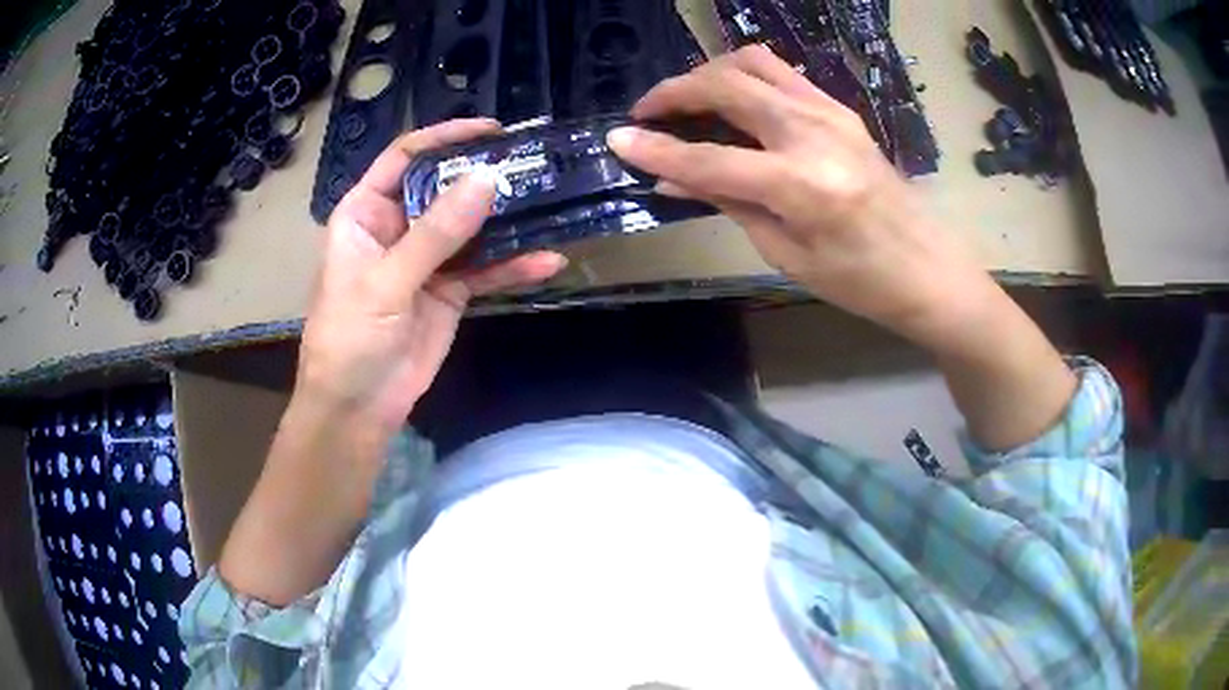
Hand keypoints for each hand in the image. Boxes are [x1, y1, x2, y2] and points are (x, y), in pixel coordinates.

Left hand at [298, 119, 566, 432]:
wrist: (358, 408)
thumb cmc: (349, 339)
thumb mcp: (385, 283)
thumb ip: (435, 234)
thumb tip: (486, 181)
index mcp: (366, 213)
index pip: (405, 159)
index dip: (444, 138)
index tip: (491, 131)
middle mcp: (397, 227)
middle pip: (444, 187)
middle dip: (485, 176)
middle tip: (534, 163)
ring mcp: (427, 259)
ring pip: (471, 227)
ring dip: (507, 218)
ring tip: (550, 201)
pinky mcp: (450, 291)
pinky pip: (485, 270)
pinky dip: (514, 266)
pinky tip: (547, 261)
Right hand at [607, 46, 997, 349]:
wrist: (928, 268)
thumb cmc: (861, 281)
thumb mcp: (786, 252)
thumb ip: (729, 202)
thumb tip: (673, 178)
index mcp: (802, 185)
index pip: (710, 157)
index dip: (658, 149)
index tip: (618, 139)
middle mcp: (815, 133)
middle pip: (729, 86)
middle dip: (677, 91)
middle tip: (647, 112)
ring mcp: (832, 113)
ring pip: (754, 64)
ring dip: (710, 73)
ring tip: (686, 100)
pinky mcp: (841, 109)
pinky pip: (781, 75)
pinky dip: (744, 78)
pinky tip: (732, 102)